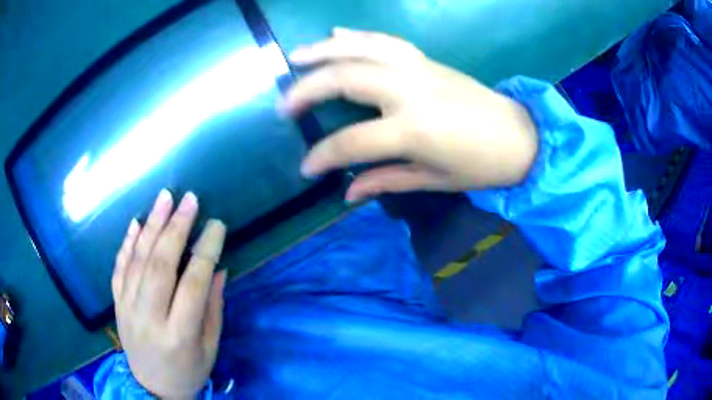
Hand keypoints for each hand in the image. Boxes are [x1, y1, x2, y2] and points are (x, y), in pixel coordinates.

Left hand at [112, 190, 226, 398]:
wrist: (151, 388)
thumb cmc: (187, 371)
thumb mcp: (209, 348)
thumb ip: (212, 308)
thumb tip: (217, 268)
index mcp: (179, 334)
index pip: (192, 284)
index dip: (206, 251)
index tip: (216, 225)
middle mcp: (149, 317)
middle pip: (160, 265)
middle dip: (176, 228)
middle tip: (189, 200)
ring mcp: (127, 308)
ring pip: (137, 260)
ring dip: (152, 226)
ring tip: (165, 198)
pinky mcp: (116, 304)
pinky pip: (119, 268)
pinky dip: (127, 243)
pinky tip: (136, 222)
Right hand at [282, 28, 538, 201]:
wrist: (519, 136)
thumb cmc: (481, 165)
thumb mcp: (434, 180)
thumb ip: (386, 181)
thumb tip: (346, 193)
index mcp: (414, 129)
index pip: (352, 142)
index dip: (323, 157)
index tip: (306, 168)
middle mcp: (410, 90)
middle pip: (345, 78)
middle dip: (307, 90)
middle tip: (283, 105)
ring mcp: (418, 68)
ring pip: (360, 48)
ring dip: (324, 50)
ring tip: (296, 56)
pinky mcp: (426, 59)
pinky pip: (385, 40)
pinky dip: (357, 36)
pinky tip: (337, 34)